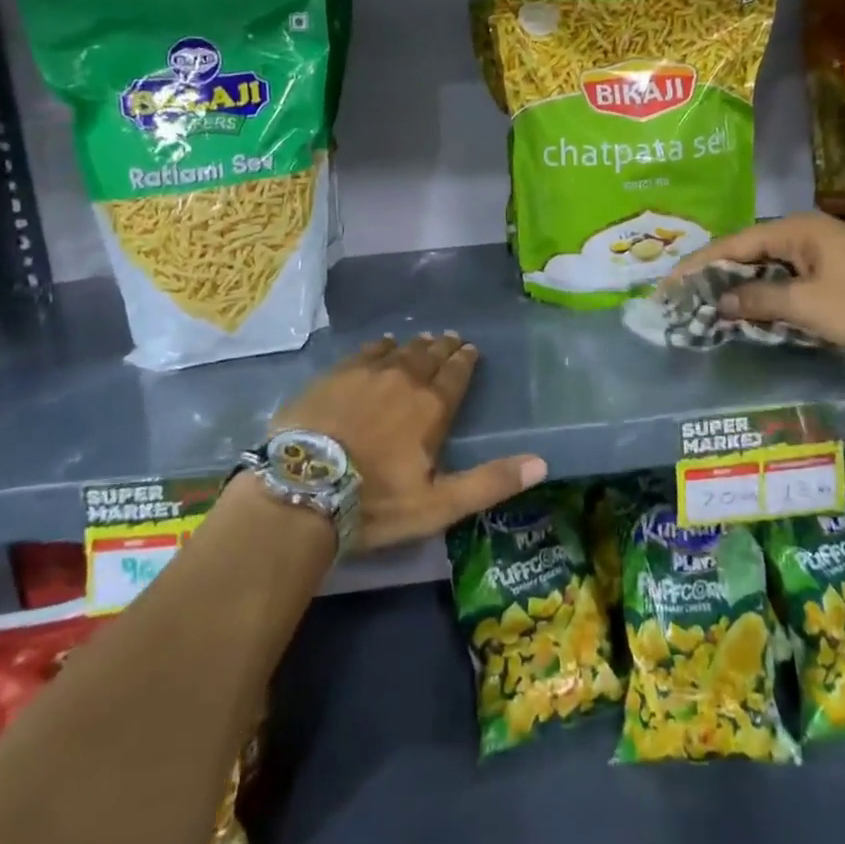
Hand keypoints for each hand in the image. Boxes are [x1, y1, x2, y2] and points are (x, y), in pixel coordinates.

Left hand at [269, 334, 547, 550]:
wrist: (302, 490)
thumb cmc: (375, 502)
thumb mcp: (439, 504)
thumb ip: (490, 482)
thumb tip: (542, 463)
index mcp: (431, 407)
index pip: (456, 374)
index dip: (465, 361)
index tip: (470, 350)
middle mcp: (403, 380)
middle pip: (429, 357)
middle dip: (443, 348)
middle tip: (451, 339)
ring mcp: (366, 373)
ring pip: (399, 351)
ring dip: (415, 345)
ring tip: (423, 340)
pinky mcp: (334, 375)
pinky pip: (365, 352)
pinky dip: (379, 347)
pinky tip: (382, 345)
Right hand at [669, 212, 844, 350]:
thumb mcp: (807, 306)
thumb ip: (759, 300)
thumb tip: (720, 301)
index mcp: (794, 230)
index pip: (733, 244)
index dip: (699, 265)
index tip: (670, 283)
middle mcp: (803, 232)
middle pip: (747, 251)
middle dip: (716, 274)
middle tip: (685, 295)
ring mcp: (820, 250)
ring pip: (767, 266)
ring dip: (740, 285)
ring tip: (708, 303)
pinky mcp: (832, 270)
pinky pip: (786, 277)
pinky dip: (765, 292)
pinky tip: (749, 309)